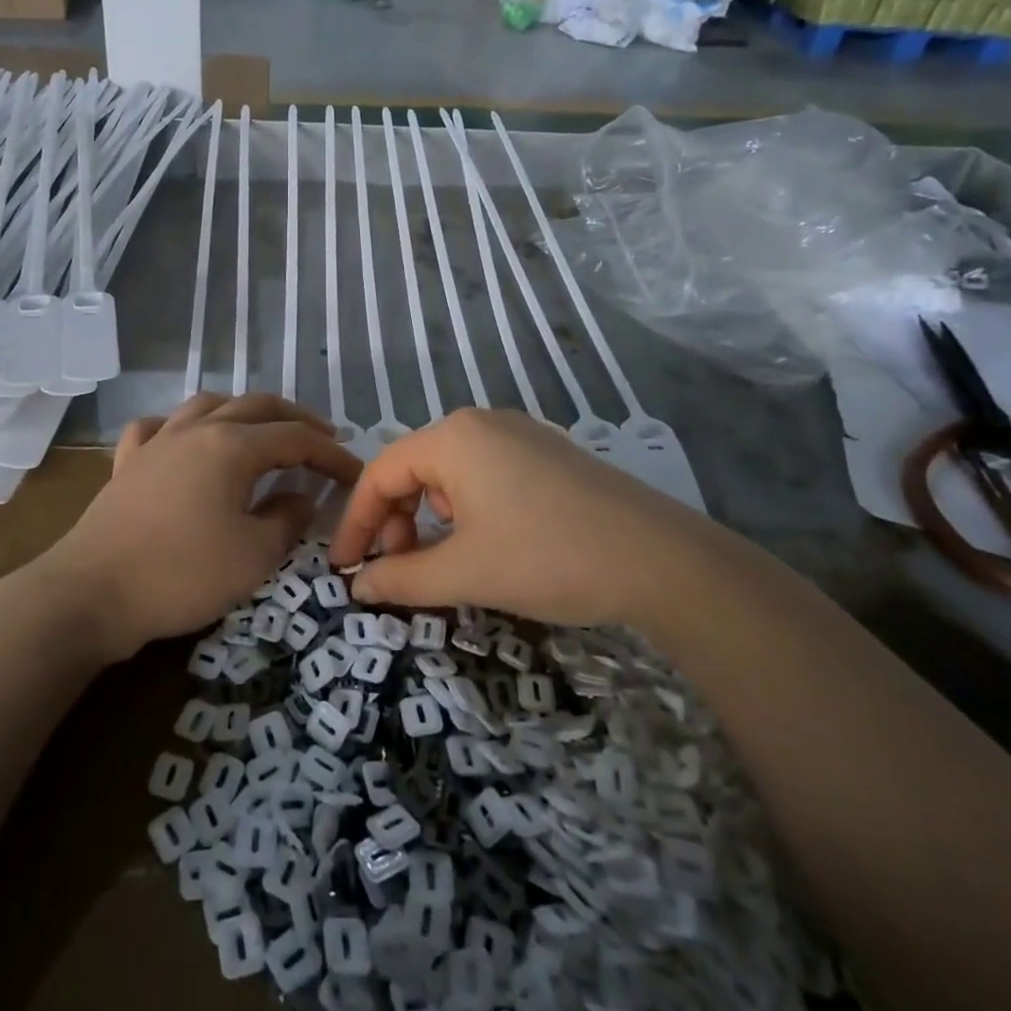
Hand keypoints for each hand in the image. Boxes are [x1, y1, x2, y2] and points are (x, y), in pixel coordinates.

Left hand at [50, 393, 360, 659]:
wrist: (94, 593)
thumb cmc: (183, 574)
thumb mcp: (254, 555)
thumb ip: (287, 520)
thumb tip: (301, 497)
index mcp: (232, 446)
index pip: (295, 438)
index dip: (330, 453)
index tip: (355, 472)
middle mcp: (196, 429)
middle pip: (256, 406)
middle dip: (295, 419)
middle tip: (322, 438)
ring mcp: (157, 442)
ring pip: (207, 405)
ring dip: (243, 411)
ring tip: (261, 429)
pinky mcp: (128, 462)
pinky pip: (157, 427)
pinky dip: (179, 426)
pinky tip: (183, 439)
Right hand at [328, 408, 714, 626]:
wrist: (664, 561)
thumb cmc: (548, 557)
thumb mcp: (465, 573)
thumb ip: (401, 580)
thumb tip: (359, 587)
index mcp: (453, 437)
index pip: (380, 473)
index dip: (356, 523)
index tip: (346, 568)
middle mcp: (482, 423)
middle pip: (414, 469)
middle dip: (396, 521)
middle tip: (401, 570)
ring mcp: (521, 435)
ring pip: (450, 473)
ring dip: (431, 518)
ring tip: (446, 560)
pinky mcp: (549, 455)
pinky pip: (485, 475)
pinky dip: (467, 510)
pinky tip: (486, 543)